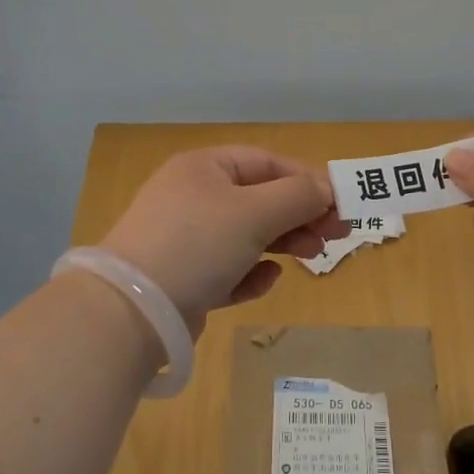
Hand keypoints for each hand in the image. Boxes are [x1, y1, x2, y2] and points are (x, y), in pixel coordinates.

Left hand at [99, 147, 348, 330]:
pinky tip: (265, 280)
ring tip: (312, 257)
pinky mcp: (183, 277)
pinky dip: (249, 272)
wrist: (132, 311)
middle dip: (300, 215)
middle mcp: (193, 196)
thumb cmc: (197, 243)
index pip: (267, 162)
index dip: (307, 180)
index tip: (340, 205)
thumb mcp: (254, 213)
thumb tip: (327, 189)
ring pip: (246, 234)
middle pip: (260, 199)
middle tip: (336, 236)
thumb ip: (297, 197)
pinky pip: (227, 267)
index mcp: (205, 167)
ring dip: (282, 243)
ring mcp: (185, 238)